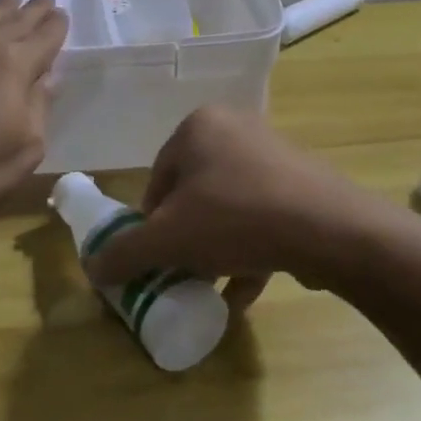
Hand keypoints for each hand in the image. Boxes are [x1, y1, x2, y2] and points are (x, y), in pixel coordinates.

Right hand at [82, 105, 366, 310]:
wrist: (328, 227)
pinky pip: (262, 216)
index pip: (158, 178)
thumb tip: (92, 268)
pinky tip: (241, 293)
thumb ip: (126, 252)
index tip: (157, 258)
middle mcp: (235, 129)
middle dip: (185, 238)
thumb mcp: (169, 239)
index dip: (151, 224)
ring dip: (215, 250)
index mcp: (198, 126)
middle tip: (183, 272)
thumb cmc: (235, 218)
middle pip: (193, 193)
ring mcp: (272, 153)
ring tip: (210, 287)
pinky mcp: (301, 182)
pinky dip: (247, 252)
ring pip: (228, 208)